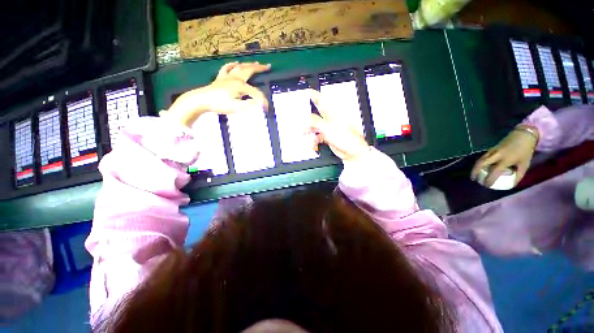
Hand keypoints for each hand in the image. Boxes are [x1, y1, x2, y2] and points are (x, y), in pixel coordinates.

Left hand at [165, 62, 270, 127]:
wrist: (201, 100)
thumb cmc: (219, 104)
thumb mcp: (236, 107)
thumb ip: (249, 104)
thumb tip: (260, 103)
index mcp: (240, 86)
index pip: (255, 93)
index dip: (262, 101)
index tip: (266, 109)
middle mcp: (235, 78)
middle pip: (249, 71)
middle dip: (259, 69)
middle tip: (268, 66)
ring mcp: (227, 76)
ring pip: (240, 67)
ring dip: (249, 65)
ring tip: (256, 63)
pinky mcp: (220, 78)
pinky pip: (227, 68)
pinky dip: (233, 65)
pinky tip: (236, 63)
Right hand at [308, 90, 370, 161]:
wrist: (351, 151)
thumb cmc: (346, 138)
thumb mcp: (327, 128)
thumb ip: (315, 122)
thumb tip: (307, 118)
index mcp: (333, 113)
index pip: (322, 100)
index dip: (314, 96)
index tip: (307, 92)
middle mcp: (331, 119)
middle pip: (317, 114)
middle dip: (308, 116)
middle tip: (300, 116)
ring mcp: (329, 128)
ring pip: (316, 126)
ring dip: (310, 130)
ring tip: (304, 133)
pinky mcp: (328, 136)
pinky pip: (318, 136)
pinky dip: (315, 139)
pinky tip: (314, 142)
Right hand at [471, 125, 538, 186]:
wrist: (523, 135)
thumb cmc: (525, 151)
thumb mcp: (525, 164)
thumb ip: (518, 175)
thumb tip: (512, 184)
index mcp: (505, 160)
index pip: (494, 171)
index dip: (489, 179)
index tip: (487, 185)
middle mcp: (496, 155)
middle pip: (481, 164)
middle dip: (475, 172)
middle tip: (474, 179)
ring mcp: (492, 151)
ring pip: (479, 160)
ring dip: (475, 168)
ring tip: (474, 174)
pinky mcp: (491, 149)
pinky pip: (482, 157)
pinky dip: (479, 163)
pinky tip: (479, 167)